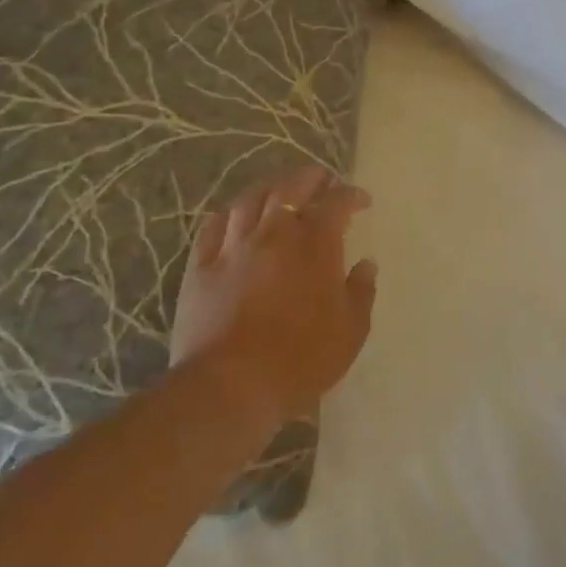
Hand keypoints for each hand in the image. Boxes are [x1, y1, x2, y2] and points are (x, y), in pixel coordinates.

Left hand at [170, 165, 378, 424]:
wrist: (228, 388)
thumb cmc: (300, 360)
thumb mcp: (351, 331)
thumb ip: (361, 292)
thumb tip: (365, 264)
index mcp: (315, 245)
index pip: (336, 203)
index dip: (351, 195)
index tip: (361, 200)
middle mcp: (274, 234)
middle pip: (290, 187)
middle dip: (309, 177)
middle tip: (322, 179)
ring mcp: (233, 248)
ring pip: (250, 200)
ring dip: (270, 187)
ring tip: (280, 188)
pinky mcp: (200, 268)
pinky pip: (213, 227)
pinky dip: (229, 213)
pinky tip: (235, 215)